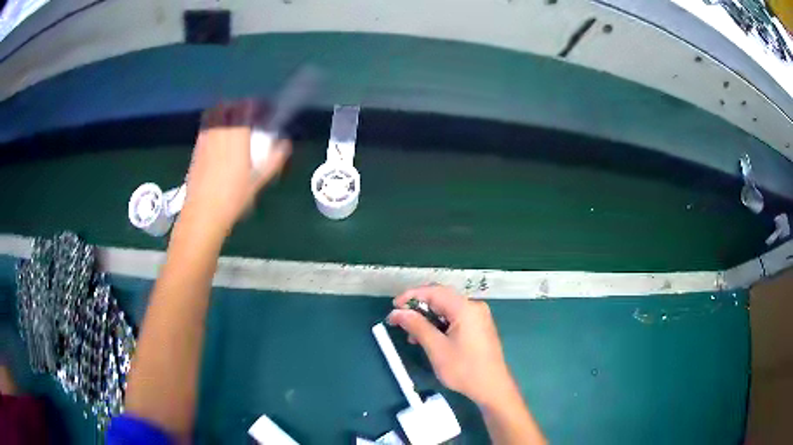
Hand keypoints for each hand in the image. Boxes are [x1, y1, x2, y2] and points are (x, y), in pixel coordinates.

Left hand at [182, 101, 290, 234]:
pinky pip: (208, 126)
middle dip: (242, 107)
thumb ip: (274, 159)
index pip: (247, 107)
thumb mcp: (258, 180)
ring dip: (227, 114)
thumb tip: (285, 144)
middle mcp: (219, 130)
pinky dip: (216, 125)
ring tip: (235, 126)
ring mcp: (205, 137)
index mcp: (236, 135)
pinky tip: (221, 141)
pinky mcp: (196, 147)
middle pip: (230, 106)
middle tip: (250, 118)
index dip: (258, 106)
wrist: (202, 213)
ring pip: (216, 114)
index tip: (265, 112)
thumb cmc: (233, 197)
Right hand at [387, 285, 515, 407]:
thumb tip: (397, 312)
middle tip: (399, 320)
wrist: (492, 388)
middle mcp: (473, 307)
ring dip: (427, 318)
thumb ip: (417, 326)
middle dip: (418, 307)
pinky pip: (454, 318)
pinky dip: (439, 325)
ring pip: (446, 309)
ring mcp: (478, 317)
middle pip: (441, 298)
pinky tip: (427, 338)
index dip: (411, 296)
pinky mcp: (478, 327)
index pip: (434, 291)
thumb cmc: (464, 369)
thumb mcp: (436, 348)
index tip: (393, 308)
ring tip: (410, 334)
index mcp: (465, 308)